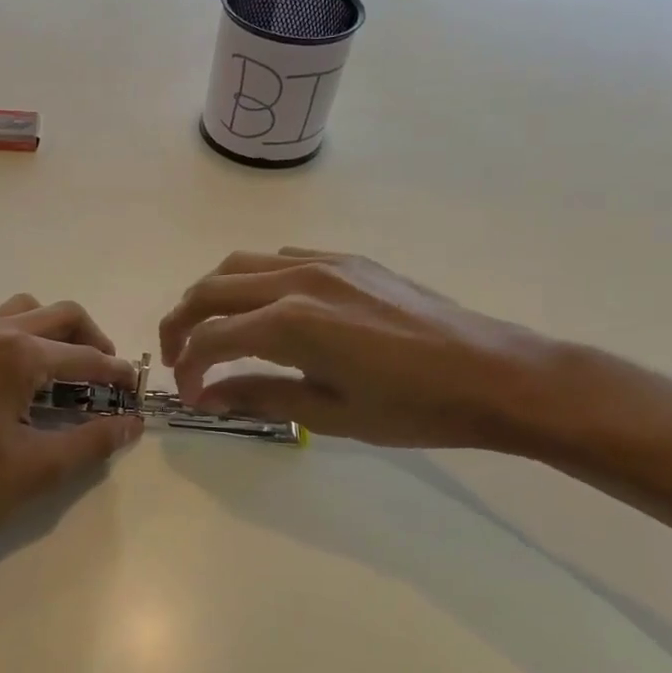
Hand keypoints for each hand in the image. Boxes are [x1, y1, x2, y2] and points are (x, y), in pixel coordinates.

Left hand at [0, 296, 143, 562]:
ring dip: (53, 333)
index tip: (136, 389)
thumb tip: (131, 424)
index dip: (116, 373)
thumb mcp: (38, 468)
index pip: (83, 356)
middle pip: (58, 315)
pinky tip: (20, 384)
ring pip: (22, 313)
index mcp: (15, 354)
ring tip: (66, 373)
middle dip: (91, 341)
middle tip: (107, 376)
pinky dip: (20, 342)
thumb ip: (92, 441)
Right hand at [158, 249, 554, 449]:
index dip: (189, 366)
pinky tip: (263, 308)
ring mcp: (323, 262)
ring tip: (210, 327)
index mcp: (291, 323)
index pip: (212, 338)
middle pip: (211, 289)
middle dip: (181, 321)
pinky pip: (279, 258)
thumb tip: (206, 395)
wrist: (493, 373)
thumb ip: (258, 396)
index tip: (189, 394)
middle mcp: (296, 280)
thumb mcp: (329, 414)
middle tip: (178, 356)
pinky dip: (252, 279)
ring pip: (239, 264)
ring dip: (212, 294)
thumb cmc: (413, 407)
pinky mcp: (346, 259)